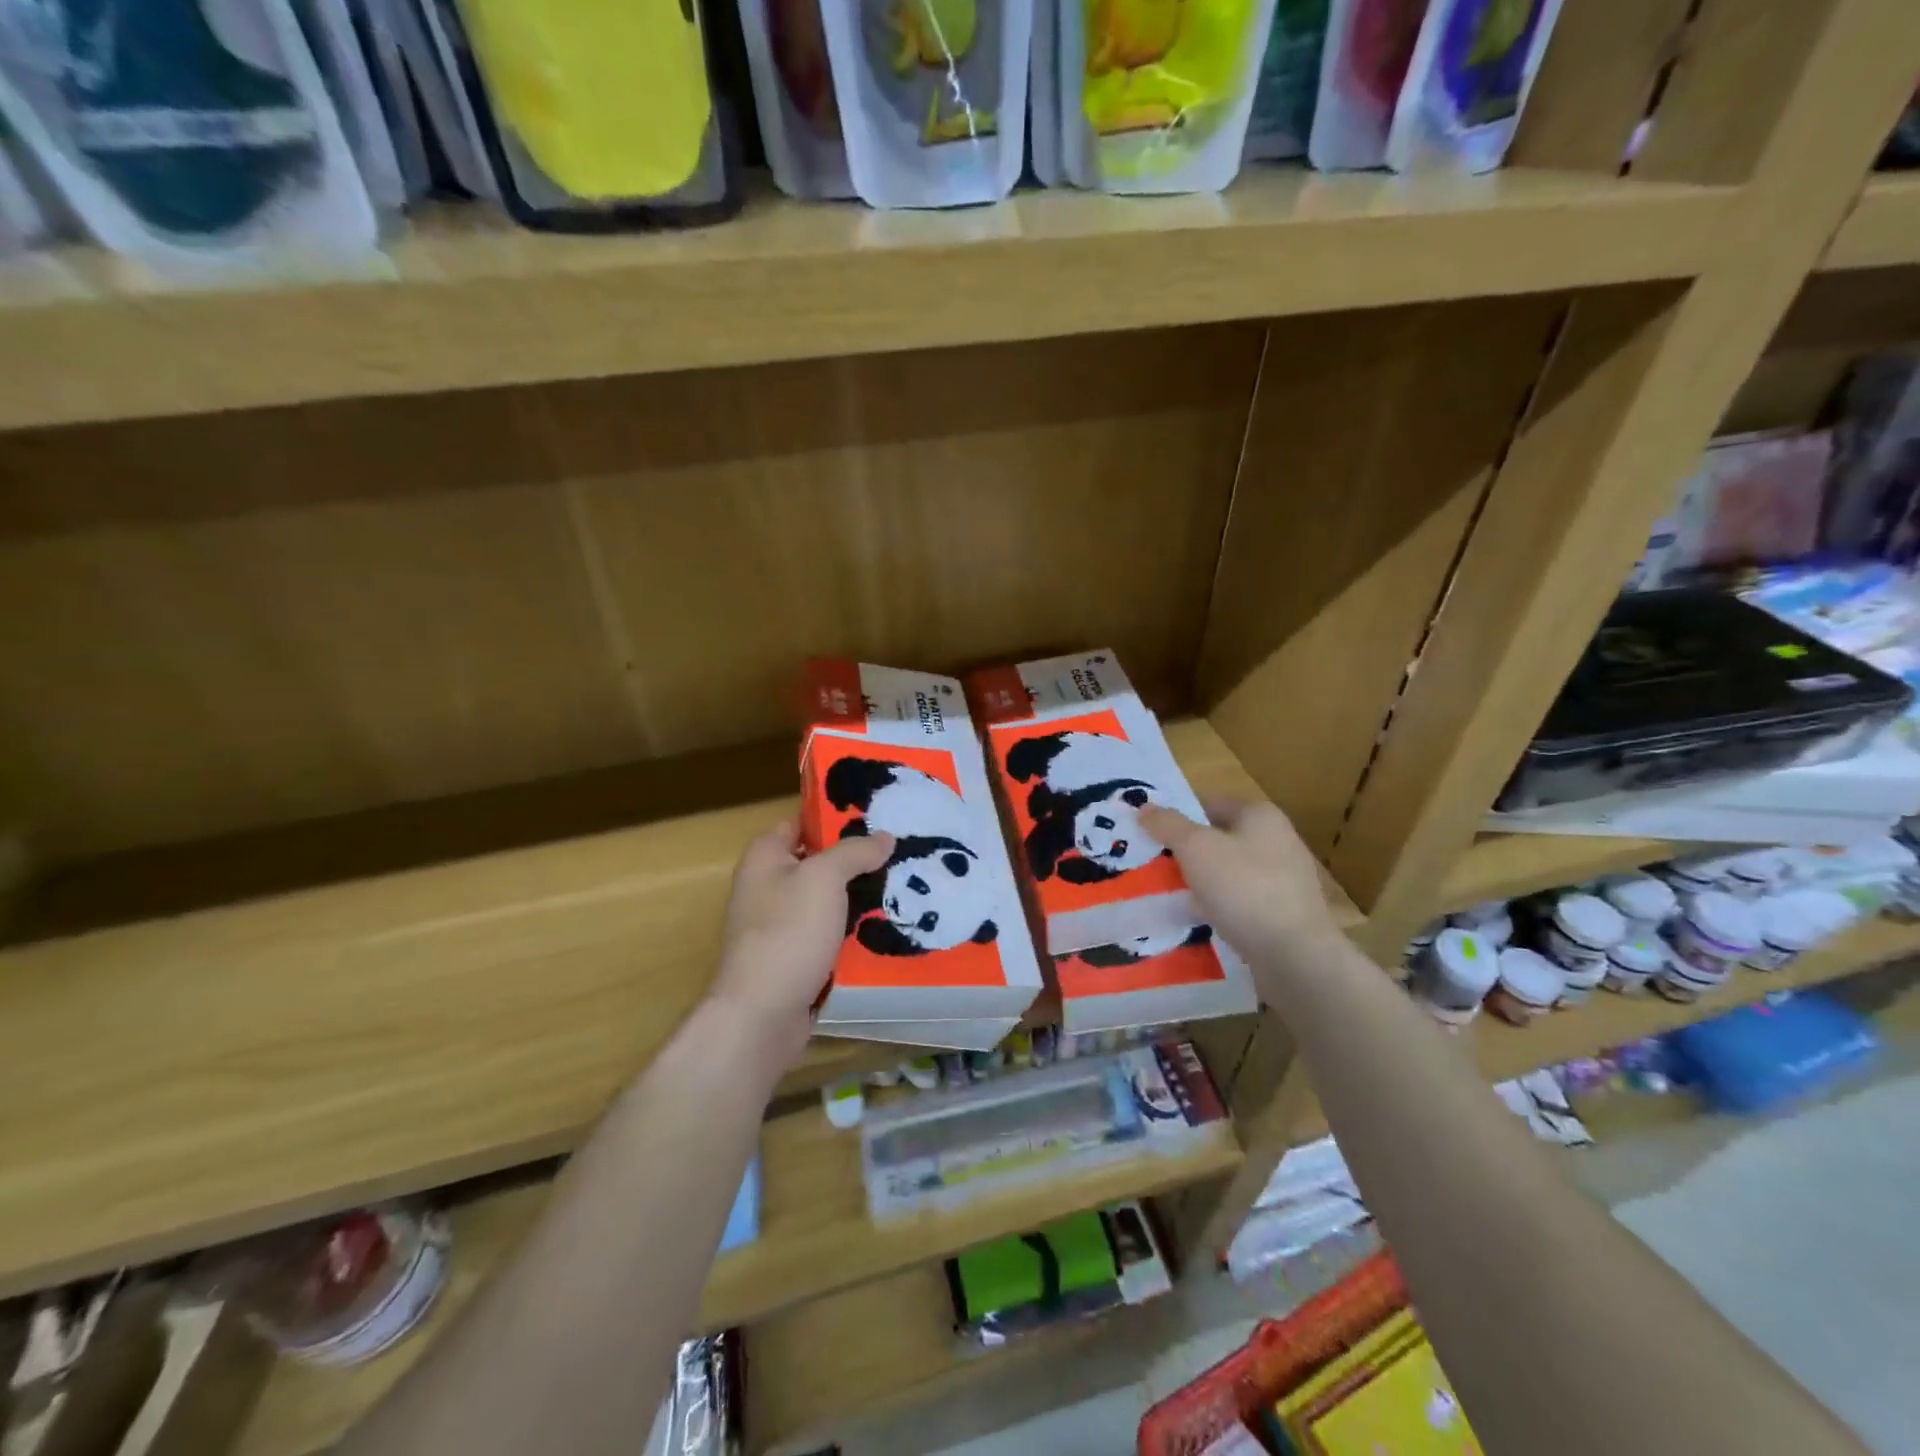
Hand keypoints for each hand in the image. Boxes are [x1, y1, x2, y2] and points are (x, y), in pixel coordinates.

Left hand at [708, 818, 892, 1064]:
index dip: (836, 816)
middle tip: (900, 853)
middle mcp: (767, 885)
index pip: (802, 822)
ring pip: (827, 900)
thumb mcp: (825, 878)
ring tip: (903, 887)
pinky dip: (852, 930)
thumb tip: (884, 837)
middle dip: (856, 859)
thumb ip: (854, 852)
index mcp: (765, 856)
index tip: (877, 816)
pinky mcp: (793, 957)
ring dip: (859, 897)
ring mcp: (779, 924)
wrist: (762, 1013)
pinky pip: (828, 933)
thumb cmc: (788, 932)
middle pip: (818, 862)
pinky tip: (885, 927)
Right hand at [1139, 801, 1340, 963]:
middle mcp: (1278, 840)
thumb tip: (1144, 807)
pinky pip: (1241, 901)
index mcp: (1261, 815)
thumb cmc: (1244, 888)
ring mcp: (1285, 879)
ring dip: (1201, 881)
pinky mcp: (1284, 913)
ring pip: (1228, 872)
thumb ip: (1167, 824)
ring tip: (1169, 895)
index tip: (1150, 835)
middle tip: (1153, 865)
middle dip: (1187, 852)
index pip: (1210, 804)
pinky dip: (1219, 906)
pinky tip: (1198, 920)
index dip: (1179, 816)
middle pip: (1219, 838)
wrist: (1294, 955)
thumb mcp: (1195, 848)